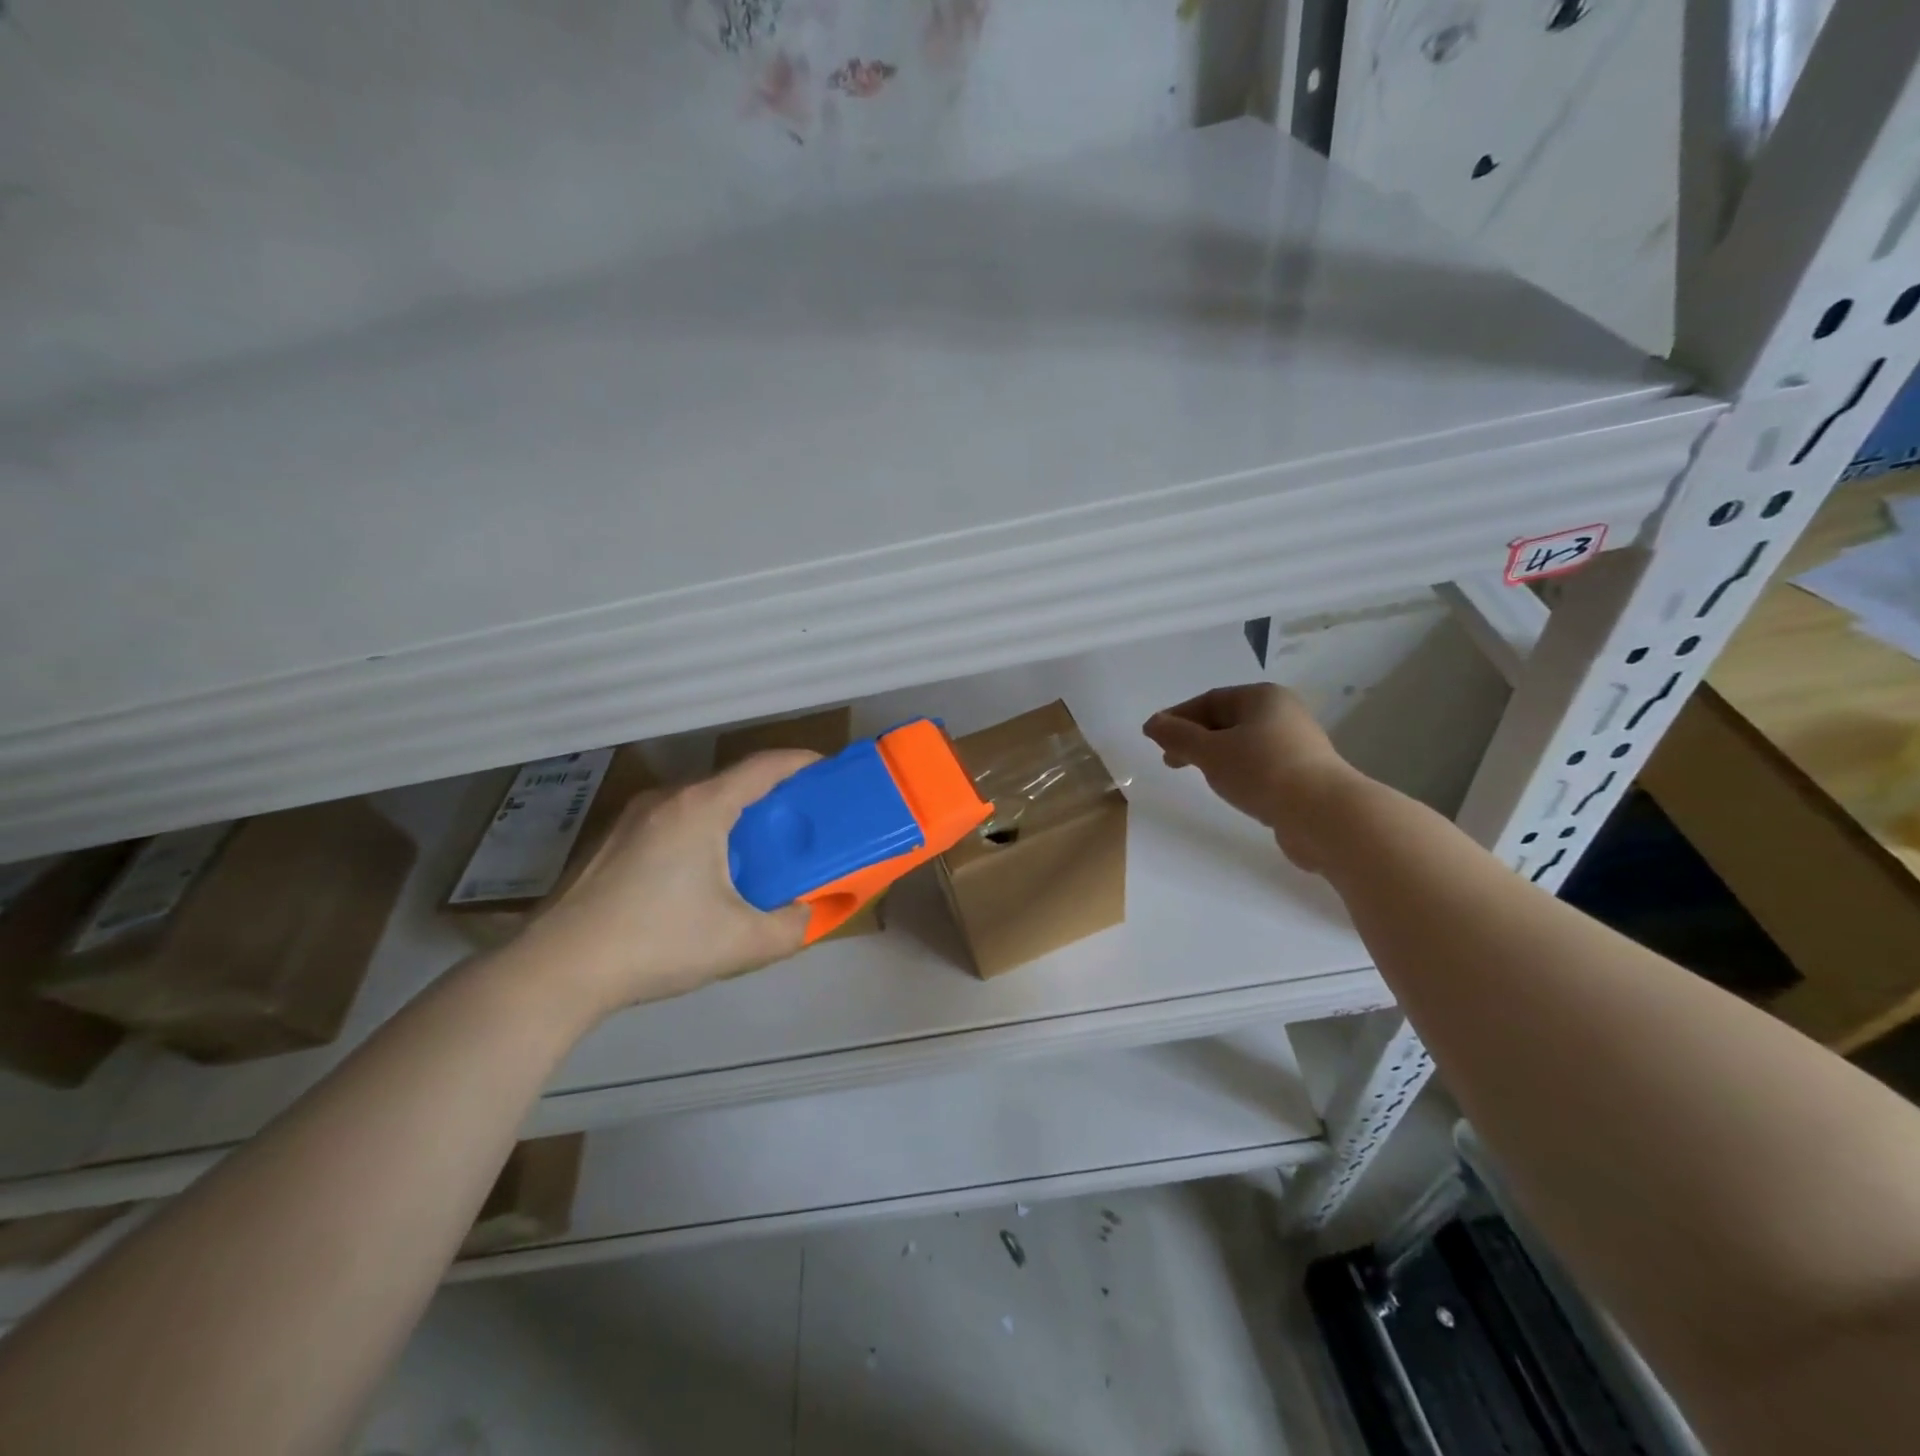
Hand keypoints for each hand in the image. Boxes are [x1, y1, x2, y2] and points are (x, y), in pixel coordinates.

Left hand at [521, 751, 819, 1020]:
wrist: (556, 970)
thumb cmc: (656, 943)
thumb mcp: (740, 944)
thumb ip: (790, 928)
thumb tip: (806, 914)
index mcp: (701, 808)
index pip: (763, 767)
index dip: (801, 762)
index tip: (828, 770)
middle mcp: (666, 799)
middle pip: (730, 781)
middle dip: (770, 795)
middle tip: (798, 821)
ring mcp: (631, 817)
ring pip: (697, 801)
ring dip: (732, 815)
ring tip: (754, 849)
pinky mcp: (609, 841)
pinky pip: (670, 820)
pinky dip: (700, 830)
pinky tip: (700, 874)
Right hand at [1143, 683, 1360, 871]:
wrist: (1324, 815)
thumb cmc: (1262, 772)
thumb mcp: (1210, 752)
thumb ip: (1178, 737)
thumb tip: (1152, 723)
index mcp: (1262, 697)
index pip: (1209, 700)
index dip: (1178, 717)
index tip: (1154, 739)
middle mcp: (1282, 713)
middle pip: (1226, 720)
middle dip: (1195, 738)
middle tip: (1170, 761)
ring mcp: (1296, 744)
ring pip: (1243, 744)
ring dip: (1216, 756)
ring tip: (1199, 776)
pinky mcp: (1303, 774)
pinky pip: (1260, 765)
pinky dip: (1238, 772)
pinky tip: (1231, 789)